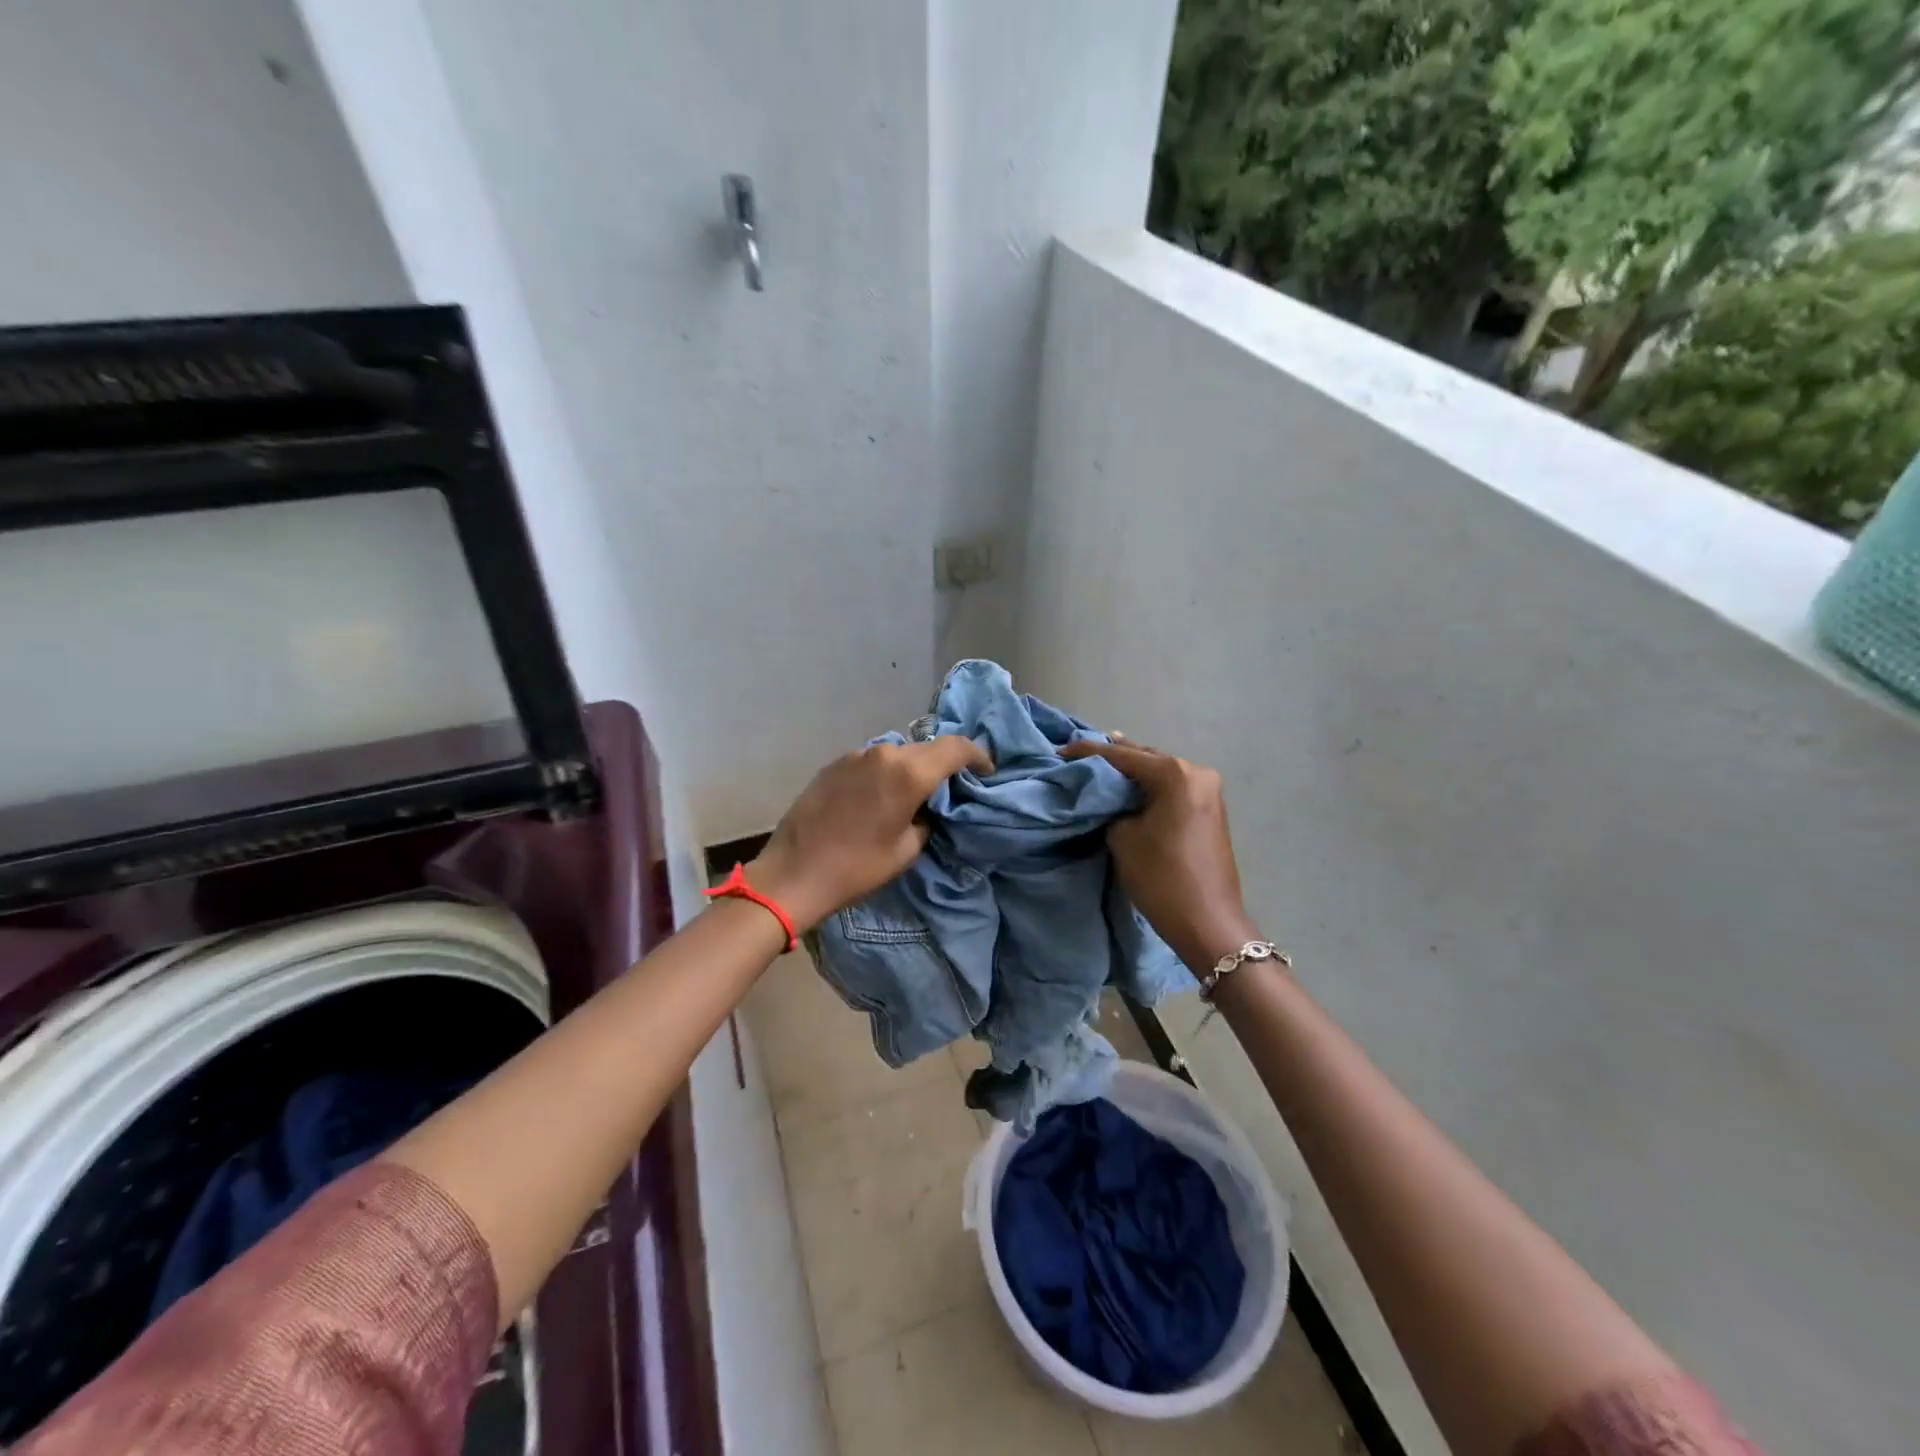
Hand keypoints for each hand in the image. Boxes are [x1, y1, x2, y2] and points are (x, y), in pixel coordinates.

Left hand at [749, 737, 993, 932]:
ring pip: (897, 753)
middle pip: (926, 748)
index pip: (955, 748)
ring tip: (913, 795)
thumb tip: (925, 808)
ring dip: (911, 768)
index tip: (986, 771)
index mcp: (907, 773)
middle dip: (944, 763)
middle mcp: (883, 754)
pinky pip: (872, 762)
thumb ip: (926, 820)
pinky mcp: (834, 764)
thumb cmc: (856, 868)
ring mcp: (855, 755)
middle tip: (952, 787)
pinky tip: (880, 798)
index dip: (977, 756)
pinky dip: (885, 773)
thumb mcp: (906, 850)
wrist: (793, 873)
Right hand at [1062, 737, 1258, 971]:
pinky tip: (1126, 784)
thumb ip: (1112, 806)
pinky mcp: (1209, 808)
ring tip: (1098, 764)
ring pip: (1159, 771)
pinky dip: (1147, 785)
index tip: (1059, 751)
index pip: (1122, 756)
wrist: (1207, 922)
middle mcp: (1196, 772)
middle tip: (1077, 754)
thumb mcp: (1123, 837)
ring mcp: (1207, 790)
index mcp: (1175, 774)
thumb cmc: (1161, 877)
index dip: (1087, 752)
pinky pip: (1171, 786)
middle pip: (1145, 757)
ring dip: (1131, 770)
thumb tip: (1110, 798)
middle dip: (1112, 756)